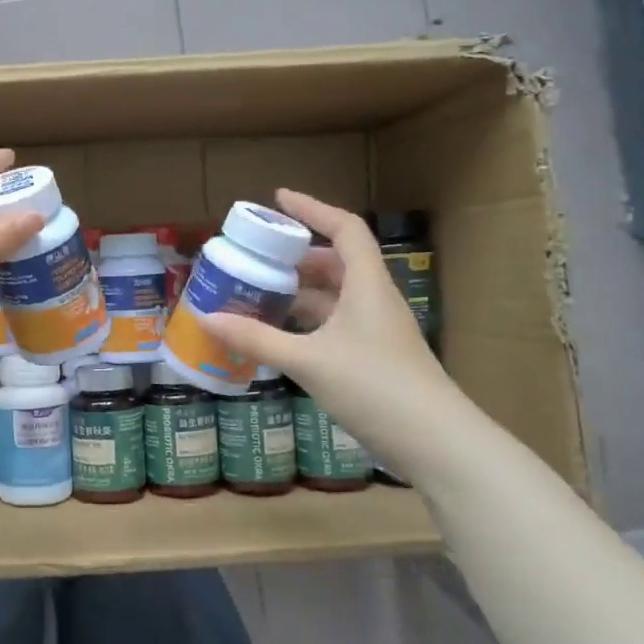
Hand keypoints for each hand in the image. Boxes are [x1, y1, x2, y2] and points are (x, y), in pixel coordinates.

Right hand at [199, 189, 468, 476]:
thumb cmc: (375, 387)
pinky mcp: (373, 359)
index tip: (278, 200)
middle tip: (259, 255)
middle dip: (297, 255)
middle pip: (337, 262)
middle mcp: (374, 300)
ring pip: (335, 296)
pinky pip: (334, 326)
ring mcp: (376, 332)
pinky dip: (306, 323)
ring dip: (300, 291)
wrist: (436, 443)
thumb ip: (257, 339)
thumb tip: (207, 318)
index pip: (344, 229)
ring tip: (260, 291)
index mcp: (366, 285)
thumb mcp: (309, 361)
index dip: (312, 208)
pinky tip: (279, 336)